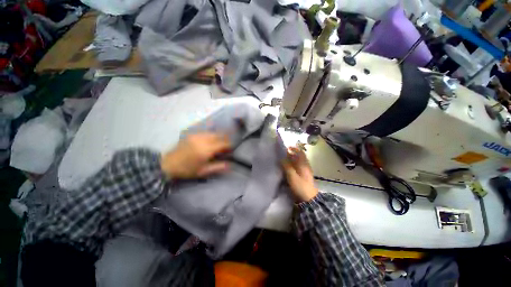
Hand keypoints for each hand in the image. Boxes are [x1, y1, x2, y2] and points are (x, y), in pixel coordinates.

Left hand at [161, 133, 230, 178]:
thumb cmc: (187, 170)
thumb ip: (218, 167)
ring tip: (219, 142)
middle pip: (219, 135)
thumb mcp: (203, 171)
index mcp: (206, 150)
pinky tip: (211, 139)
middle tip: (226, 145)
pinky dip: (211, 135)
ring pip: (212, 132)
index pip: (222, 143)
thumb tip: (230, 164)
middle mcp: (202, 140)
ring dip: (218, 136)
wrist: (168, 164)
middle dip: (225, 139)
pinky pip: (205, 132)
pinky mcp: (192, 134)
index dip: (229, 145)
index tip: (231, 149)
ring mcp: (196, 135)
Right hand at [281, 146, 318, 202]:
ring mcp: (305, 171)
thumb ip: (287, 166)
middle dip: (292, 153)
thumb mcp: (292, 176)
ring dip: (292, 159)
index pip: (300, 153)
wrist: (309, 199)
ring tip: (284, 159)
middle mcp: (305, 166)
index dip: (294, 149)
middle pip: (299, 157)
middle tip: (283, 153)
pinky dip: (293, 165)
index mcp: (304, 164)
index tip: (287, 147)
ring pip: (298, 162)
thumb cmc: (301, 186)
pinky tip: (288, 167)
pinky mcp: (304, 176)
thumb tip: (282, 158)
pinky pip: (298, 167)